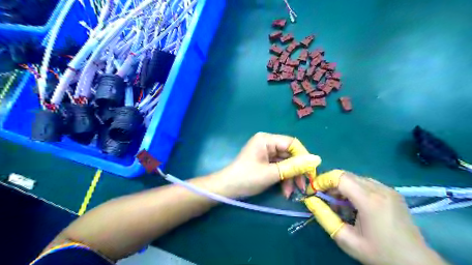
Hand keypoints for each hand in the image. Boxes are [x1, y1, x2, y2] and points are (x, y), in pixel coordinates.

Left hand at [215, 132, 320, 197]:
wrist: (227, 189)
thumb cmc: (247, 178)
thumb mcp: (272, 173)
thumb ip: (294, 166)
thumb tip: (317, 159)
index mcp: (267, 139)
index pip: (292, 144)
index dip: (303, 157)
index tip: (311, 172)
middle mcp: (267, 143)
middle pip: (290, 154)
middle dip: (296, 171)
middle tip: (304, 186)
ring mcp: (266, 153)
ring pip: (286, 163)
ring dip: (290, 177)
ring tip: (292, 193)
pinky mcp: (265, 162)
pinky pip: (279, 168)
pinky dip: (283, 179)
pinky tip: (285, 191)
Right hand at [309, 171, 446, 264]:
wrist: (415, 263)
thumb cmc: (379, 253)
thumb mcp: (347, 240)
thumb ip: (325, 218)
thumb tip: (310, 201)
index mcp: (370, 201)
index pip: (340, 177)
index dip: (323, 180)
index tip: (313, 191)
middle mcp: (380, 189)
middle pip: (346, 175)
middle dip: (330, 183)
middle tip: (322, 198)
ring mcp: (388, 189)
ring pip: (355, 178)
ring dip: (341, 186)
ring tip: (338, 203)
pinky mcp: (392, 192)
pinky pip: (365, 183)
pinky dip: (353, 189)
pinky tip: (353, 204)